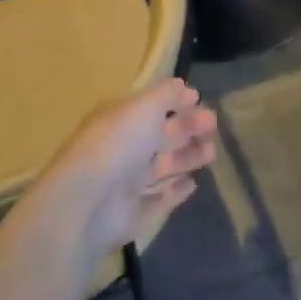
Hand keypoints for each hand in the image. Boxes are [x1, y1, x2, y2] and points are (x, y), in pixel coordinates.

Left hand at [38, 79, 217, 262]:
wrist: (88, 202)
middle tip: (212, 125)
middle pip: (159, 136)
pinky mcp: (135, 213)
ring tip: (210, 153)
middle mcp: (122, 149)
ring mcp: (127, 183)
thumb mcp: (144, 106)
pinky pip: (159, 199)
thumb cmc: (118, 144)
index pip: (150, 108)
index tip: (199, 99)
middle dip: (187, 129)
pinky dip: (175, 192)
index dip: (174, 102)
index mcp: (120, 121)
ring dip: (186, 157)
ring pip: (162, 167)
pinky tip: (193, 184)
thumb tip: (182, 86)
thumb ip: (166, 94)